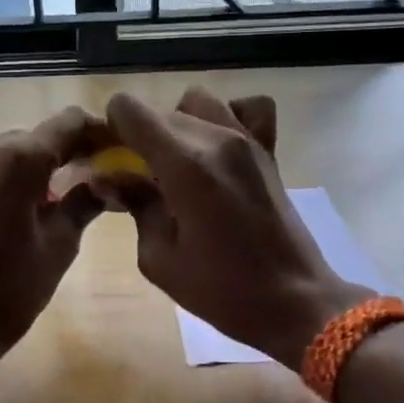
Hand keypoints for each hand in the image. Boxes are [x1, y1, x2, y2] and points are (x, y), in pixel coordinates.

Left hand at [0, 88, 108, 356]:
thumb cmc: (15, 287)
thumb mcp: (61, 244)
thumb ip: (85, 200)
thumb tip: (109, 178)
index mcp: (23, 160)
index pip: (70, 127)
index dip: (97, 134)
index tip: (115, 149)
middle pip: (39, 137)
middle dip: (68, 151)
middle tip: (89, 177)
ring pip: (6, 141)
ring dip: (30, 154)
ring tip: (51, 180)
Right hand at [106, 88, 366, 367]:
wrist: (295, 301)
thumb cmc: (222, 290)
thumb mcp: (159, 258)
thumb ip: (135, 205)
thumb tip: (109, 177)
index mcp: (184, 165)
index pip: (130, 110)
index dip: (111, 129)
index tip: (111, 159)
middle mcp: (216, 139)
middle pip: (160, 111)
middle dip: (140, 135)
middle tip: (137, 175)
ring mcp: (248, 140)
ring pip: (197, 102)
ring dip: (178, 124)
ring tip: (176, 163)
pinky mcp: (268, 150)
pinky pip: (246, 109)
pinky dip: (227, 117)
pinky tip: (216, 149)